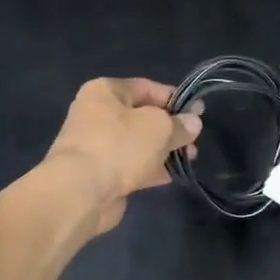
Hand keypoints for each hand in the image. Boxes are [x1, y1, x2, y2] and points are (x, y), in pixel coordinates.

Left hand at [44, 78, 201, 234]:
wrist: (80, 192)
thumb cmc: (119, 146)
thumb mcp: (159, 128)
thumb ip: (179, 124)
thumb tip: (193, 123)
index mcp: (105, 91)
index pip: (147, 87)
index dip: (175, 99)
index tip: (199, 113)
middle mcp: (97, 113)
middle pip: (143, 116)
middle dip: (170, 129)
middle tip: (194, 142)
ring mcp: (96, 144)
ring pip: (138, 143)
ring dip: (163, 151)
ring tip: (188, 160)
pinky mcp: (98, 172)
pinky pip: (130, 165)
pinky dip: (149, 168)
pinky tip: (170, 176)